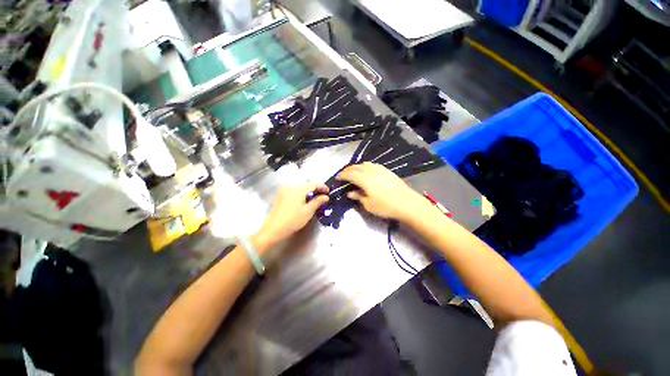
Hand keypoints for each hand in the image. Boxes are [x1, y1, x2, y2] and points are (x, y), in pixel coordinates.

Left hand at [256, 182, 328, 247]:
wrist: (273, 229)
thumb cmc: (293, 220)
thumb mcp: (308, 211)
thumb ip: (317, 202)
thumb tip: (325, 197)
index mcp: (298, 189)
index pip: (313, 184)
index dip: (322, 187)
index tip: (328, 192)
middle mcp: (291, 187)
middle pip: (306, 184)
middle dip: (315, 188)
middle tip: (322, 196)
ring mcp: (284, 190)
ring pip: (300, 187)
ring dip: (308, 190)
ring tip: (314, 198)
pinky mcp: (281, 196)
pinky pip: (294, 190)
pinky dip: (301, 193)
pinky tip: (304, 200)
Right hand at [337, 162, 424, 220]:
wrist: (407, 203)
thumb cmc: (386, 206)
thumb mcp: (369, 205)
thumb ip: (358, 197)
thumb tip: (350, 193)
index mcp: (365, 179)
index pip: (350, 174)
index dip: (342, 175)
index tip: (338, 178)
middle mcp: (371, 171)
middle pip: (356, 167)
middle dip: (348, 170)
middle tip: (343, 175)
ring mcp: (380, 169)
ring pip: (365, 164)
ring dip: (357, 167)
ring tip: (354, 173)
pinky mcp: (387, 171)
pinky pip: (373, 165)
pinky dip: (366, 167)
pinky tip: (367, 172)